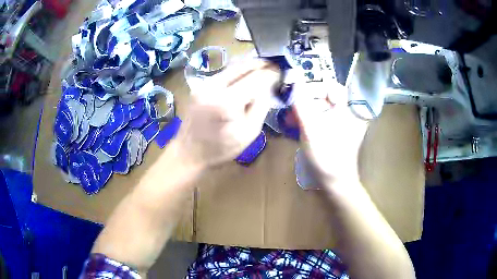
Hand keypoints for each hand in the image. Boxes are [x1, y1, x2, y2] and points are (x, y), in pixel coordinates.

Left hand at [175, 58, 279, 168]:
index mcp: (227, 102)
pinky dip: (238, 70)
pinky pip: (224, 72)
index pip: (255, 79)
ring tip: (264, 66)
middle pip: (242, 66)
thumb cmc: (221, 148)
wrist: (189, 151)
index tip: (281, 73)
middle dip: (261, 63)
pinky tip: (246, 74)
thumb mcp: (249, 132)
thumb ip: (261, 106)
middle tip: (274, 65)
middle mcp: (214, 87)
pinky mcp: (200, 85)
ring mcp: (204, 84)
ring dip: (249, 65)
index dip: (270, 74)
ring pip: (232, 66)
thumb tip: (267, 86)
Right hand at [293, 80, 367, 188]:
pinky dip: (307, 118)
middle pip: (325, 96)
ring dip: (304, 109)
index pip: (332, 86)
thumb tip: (294, 81)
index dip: (315, 87)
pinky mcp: (333, 130)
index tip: (299, 94)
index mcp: (347, 109)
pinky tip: (296, 124)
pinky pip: (319, 117)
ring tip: (290, 118)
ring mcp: (340, 122)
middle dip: (306, 100)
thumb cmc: (326, 156)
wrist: (334, 182)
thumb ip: (302, 104)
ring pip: (320, 107)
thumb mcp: (311, 128)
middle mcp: (346, 112)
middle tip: (291, 108)